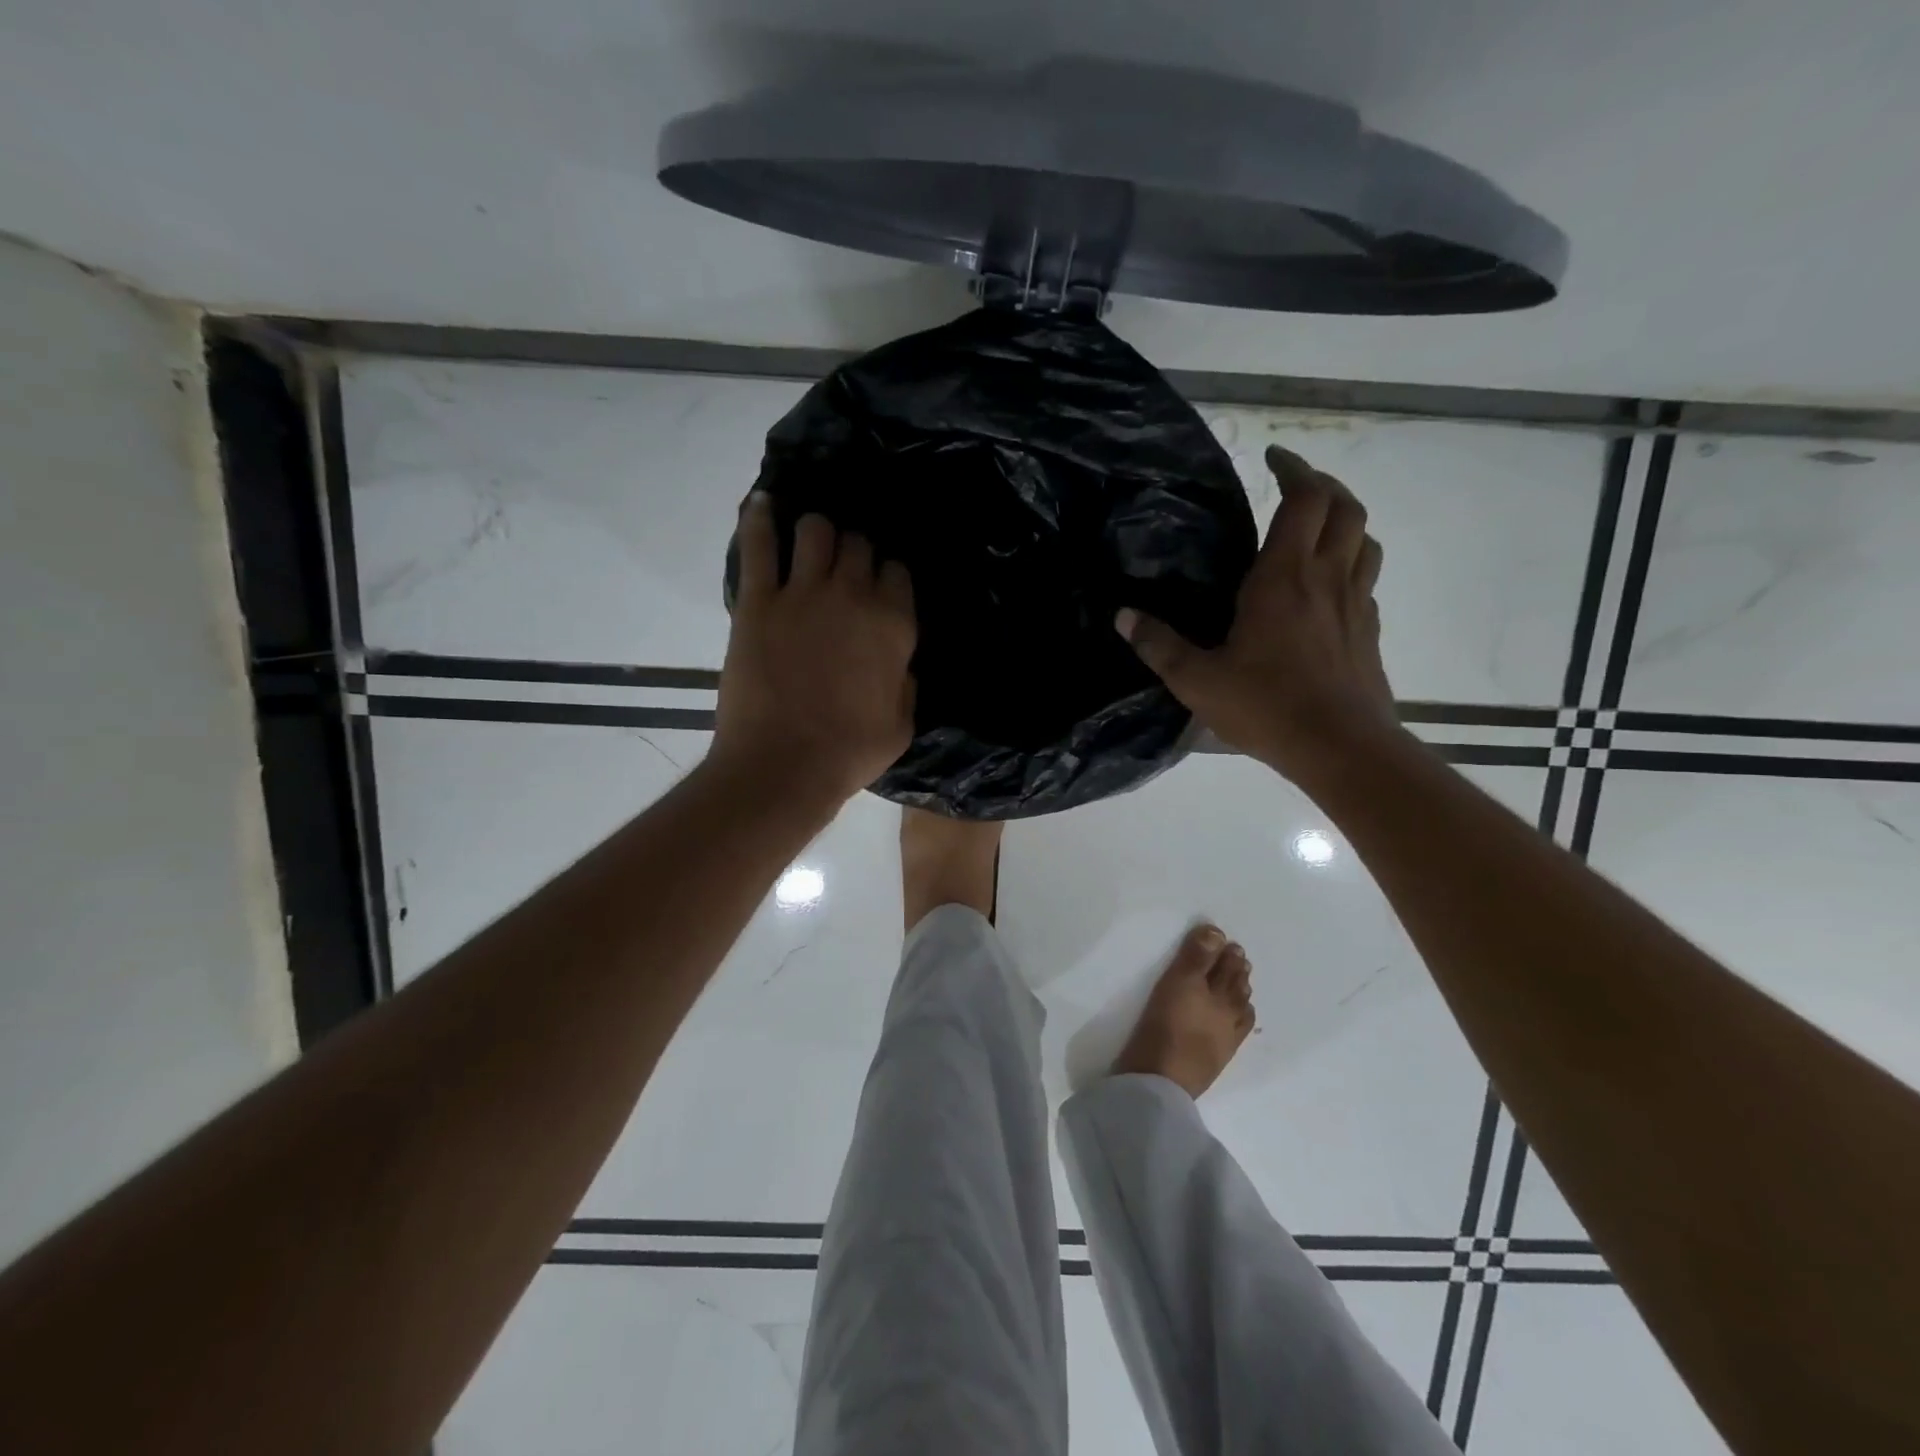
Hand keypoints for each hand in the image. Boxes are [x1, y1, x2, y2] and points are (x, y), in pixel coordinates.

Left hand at [712, 495, 916, 805]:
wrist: (782, 766)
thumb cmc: (849, 753)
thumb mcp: (902, 725)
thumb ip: (906, 684)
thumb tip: (899, 664)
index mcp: (894, 626)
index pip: (898, 573)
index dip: (889, 576)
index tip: (880, 587)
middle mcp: (853, 596)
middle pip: (859, 545)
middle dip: (855, 551)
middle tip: (844, 567)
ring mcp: (802, 593)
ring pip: (816, 530)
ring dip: (818, 531)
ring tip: (811, 541)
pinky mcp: (758, 600)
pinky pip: (760, 544)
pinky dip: (761, 518)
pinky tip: (764, 503)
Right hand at [1117, 445, 1399, 780]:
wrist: (1341, 747)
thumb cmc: (1267, 706)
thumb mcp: (1197, 680)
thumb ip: (1158, 645)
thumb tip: (1121, 615)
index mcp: (1284, 577)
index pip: (1304, 499)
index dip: (1294, 468)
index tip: (1273, 457)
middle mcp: (1327, 578)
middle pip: (1346, 508)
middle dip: (1323, 485)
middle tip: (1294, 484)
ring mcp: (1356, 604)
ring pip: (1365, 540)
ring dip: (1345, 521)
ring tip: (1316, 528)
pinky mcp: (1369, 632)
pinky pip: (1366, 580)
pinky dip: (1351, 565)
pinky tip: (1327, 588)